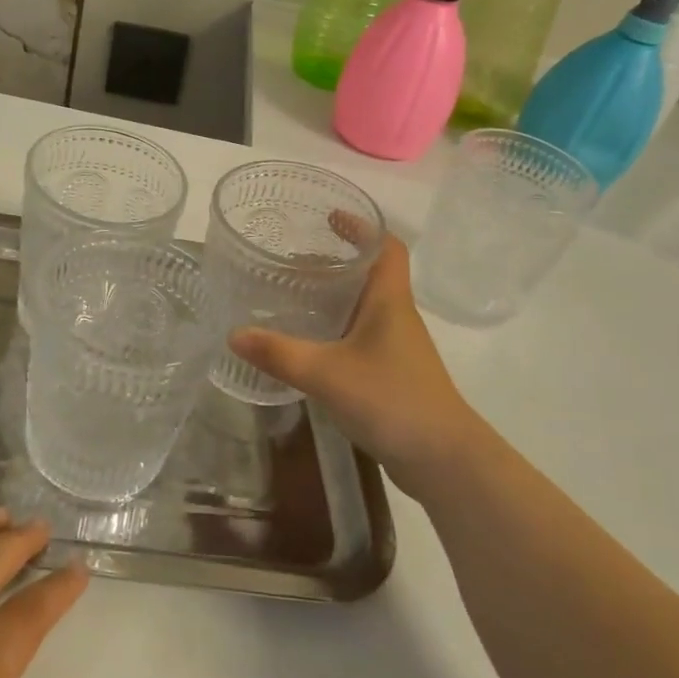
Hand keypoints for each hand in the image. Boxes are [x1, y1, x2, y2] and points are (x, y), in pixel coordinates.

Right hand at [228, 234, 480, 488]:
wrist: (444, 461)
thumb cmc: (392, 400)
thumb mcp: (327, 374)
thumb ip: (279, 354)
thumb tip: (234, 334)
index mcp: (389, 301)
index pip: (387, 247)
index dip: (362, 227)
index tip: (330, 217)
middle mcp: (396, 317)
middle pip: (370, 275)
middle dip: (335, 262)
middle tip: (293, 260)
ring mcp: (397, 348)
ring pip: (364, 307)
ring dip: (335, 297)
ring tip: (293, 296)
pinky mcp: (392, 375)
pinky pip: (360, 337)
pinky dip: (336, 329)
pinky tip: (309, 345)